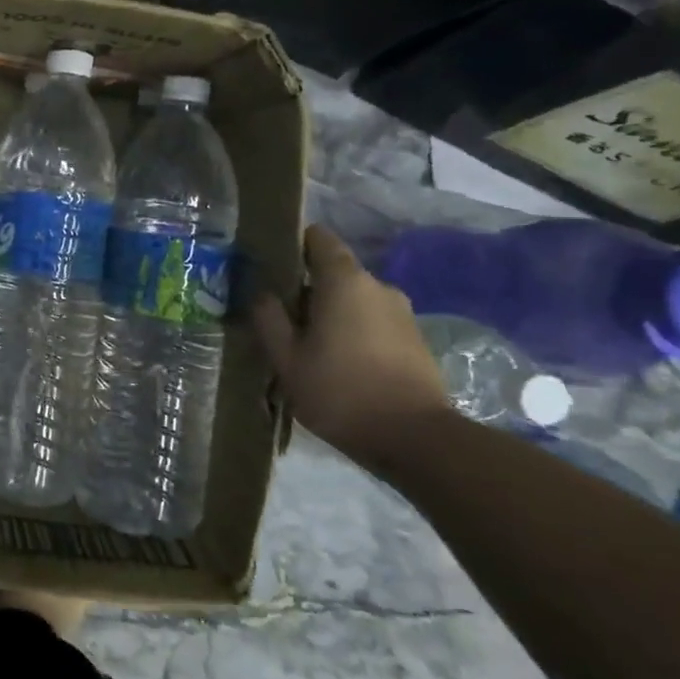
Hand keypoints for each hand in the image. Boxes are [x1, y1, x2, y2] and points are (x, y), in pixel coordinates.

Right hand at [252, 225, 452, 465]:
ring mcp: (401, 313)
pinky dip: (352, 332)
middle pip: (333, 272)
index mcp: (344, 281)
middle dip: (306, 289)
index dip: (292, 243)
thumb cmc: (341, 391)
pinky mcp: (414, 339)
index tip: (270, 263)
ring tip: (306, 346)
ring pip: (353, 300)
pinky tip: (337, 363)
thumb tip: (261, 292)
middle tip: (279, 317)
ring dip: (329, 313)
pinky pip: (372, 322)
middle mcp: (377, 286)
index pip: (318, 238)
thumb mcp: (286, 358)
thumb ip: (268, 318)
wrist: (417, 440)